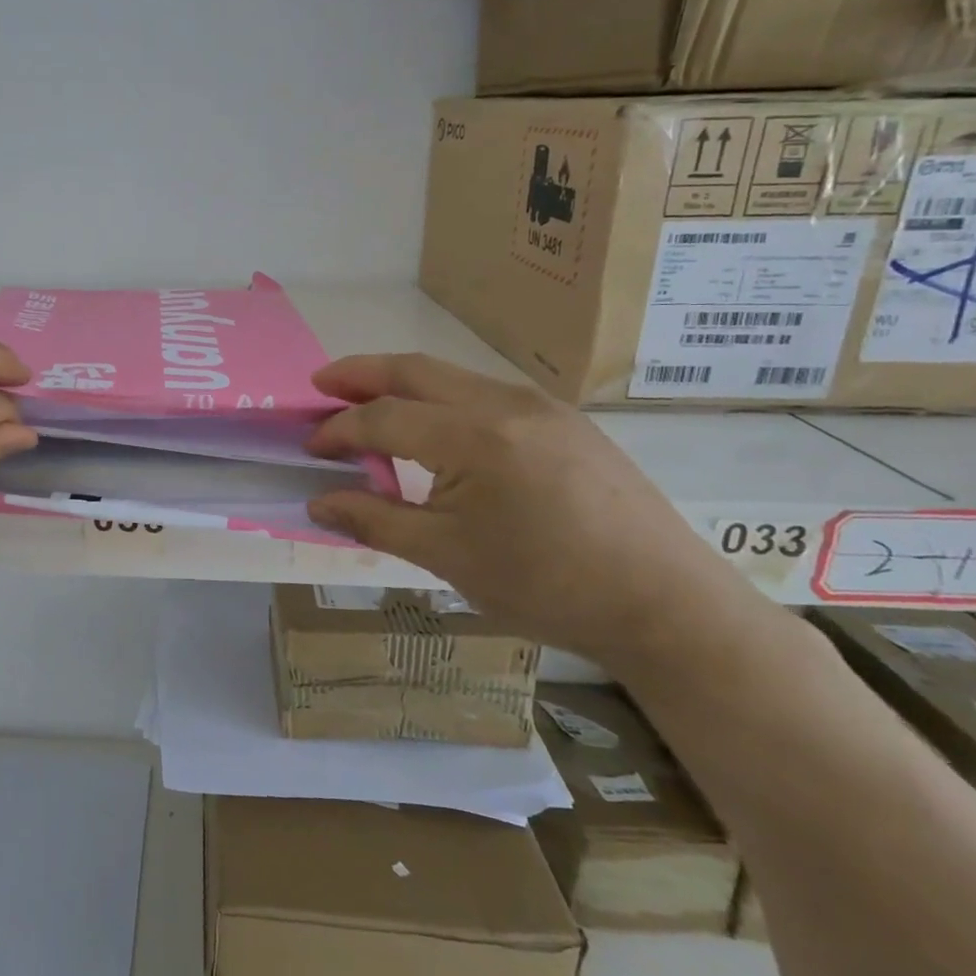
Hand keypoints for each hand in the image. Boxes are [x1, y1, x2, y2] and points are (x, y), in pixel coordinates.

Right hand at [306, 353, 743, 674]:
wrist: (666, 605)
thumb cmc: (546, 585)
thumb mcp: (447, 557)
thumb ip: (373, 521)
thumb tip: (317, 503)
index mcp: (473, 436)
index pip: (383, 417)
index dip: (338, 430)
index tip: (309, 448)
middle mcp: (505, 403)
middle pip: (414, 370)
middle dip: (360, 373)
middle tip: (320, 385)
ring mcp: (541, 406)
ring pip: (452, 376)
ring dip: (402, 384)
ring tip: (370, 405)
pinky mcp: (565, 421)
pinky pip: (485, 393)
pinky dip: (442, 399)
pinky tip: (435, 431)